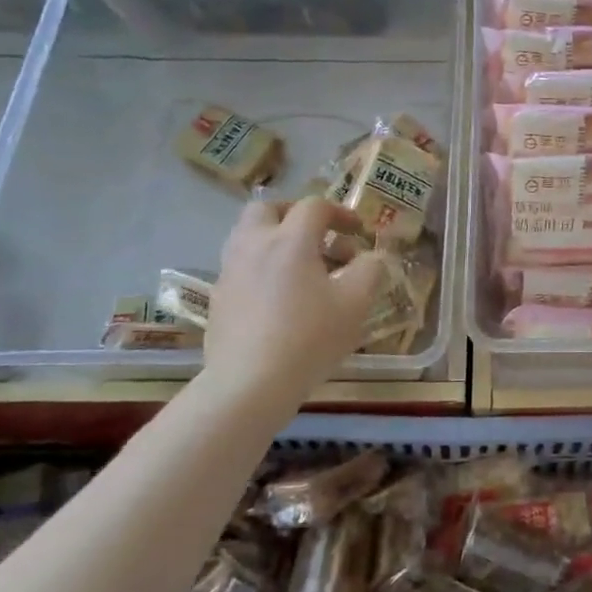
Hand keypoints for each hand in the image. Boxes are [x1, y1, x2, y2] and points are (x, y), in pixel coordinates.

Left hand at [203, 198, 388, 397]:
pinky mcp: (219, 298)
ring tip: (301, 268)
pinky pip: (241, 266)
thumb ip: (370, 271)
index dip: (340, 213)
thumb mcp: (356, 303)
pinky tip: (280, 297)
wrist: (249, 384)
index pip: (314, 207)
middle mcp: (255, 245)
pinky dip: (262, 267)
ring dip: (276, 240)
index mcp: (290, 240)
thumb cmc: (309, 338)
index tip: (358, 232)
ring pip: (248, 236)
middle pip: (267, 209)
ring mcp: (231, 271)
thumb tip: (372, 257)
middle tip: (318, 235)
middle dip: (294, 214)